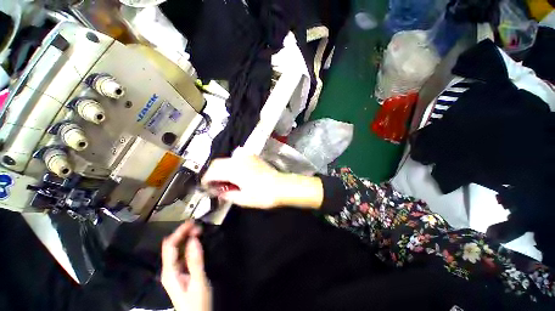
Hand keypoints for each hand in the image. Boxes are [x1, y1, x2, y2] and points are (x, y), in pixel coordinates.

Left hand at [161, 221, 211, 310]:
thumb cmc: (197, 303)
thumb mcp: (198, 281)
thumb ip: (195, 261)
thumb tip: (194, 240)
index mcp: (170, 272)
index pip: (169, 246)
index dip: (179, 232)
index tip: (191, 222)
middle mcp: (170, 269)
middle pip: (171, 246)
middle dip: (183, 233)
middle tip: (198, 225)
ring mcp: (175, 271)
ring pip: (177, 249)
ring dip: (186, 238)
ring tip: (198, 230)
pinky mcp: (181, 272)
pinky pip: (182, 254)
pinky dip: (189, 245)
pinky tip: (196, 242)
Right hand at [201, 151, 285, 208]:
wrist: (282, 186)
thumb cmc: (263, 195)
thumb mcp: (243, 199)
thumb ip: (228, 194)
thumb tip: (220, 192)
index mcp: (234, 170)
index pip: (212, 172)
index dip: (206, 180)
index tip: (206, 187)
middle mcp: (238, 160)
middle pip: (217, 163)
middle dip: (212, 174)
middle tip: (216, 185)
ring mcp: (246, 156)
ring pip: (226, 159)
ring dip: (222, 169)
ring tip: (226, 181)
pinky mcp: (253, 156)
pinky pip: (236, 157)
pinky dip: (231, 165)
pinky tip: (236, 174)